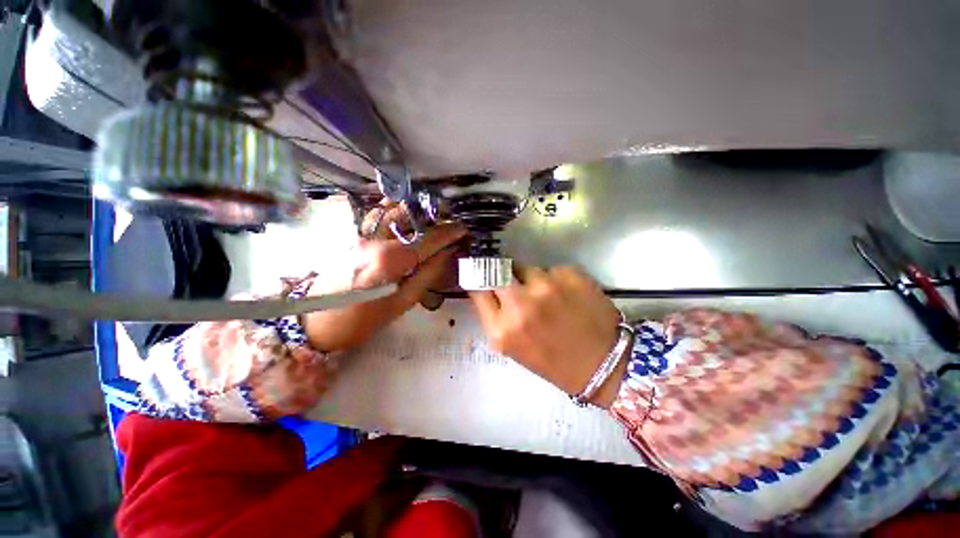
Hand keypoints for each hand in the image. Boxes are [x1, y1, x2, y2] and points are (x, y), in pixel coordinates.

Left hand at [303, 203, 465, 351]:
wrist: (315, 321)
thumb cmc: (362, 320)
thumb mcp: (402, 302)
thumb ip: (427, 275)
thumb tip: (447, 255)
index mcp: (390, 260)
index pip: (428, 239)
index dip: (449, 232)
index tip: (463, 229)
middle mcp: (376, 239)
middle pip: (410, 216)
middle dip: (434, 216)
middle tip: (450, 222)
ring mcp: (361, 234)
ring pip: (392, 210)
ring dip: (415, 210)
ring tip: (432, 218)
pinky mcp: (354, 236)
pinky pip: (379, 216)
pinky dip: (396, 212)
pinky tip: (407, 218)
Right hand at [469, 266, 627, 407]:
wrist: (606, 363)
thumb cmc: (554, 362)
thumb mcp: (512, 347)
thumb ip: (495, 316)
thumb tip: (486, 287)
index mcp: (501, 329)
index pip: (477, 287)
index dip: (480, 279)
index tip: (484, 276)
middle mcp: (519, 304)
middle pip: (496, 269)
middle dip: (502, 274)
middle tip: (513, 283)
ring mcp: (546, 286)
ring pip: (526, 267)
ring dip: (531, 278)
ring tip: (547, 296)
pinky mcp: (570, 274)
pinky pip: (551, 269)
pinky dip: (554, 279)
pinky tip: (568, 296)